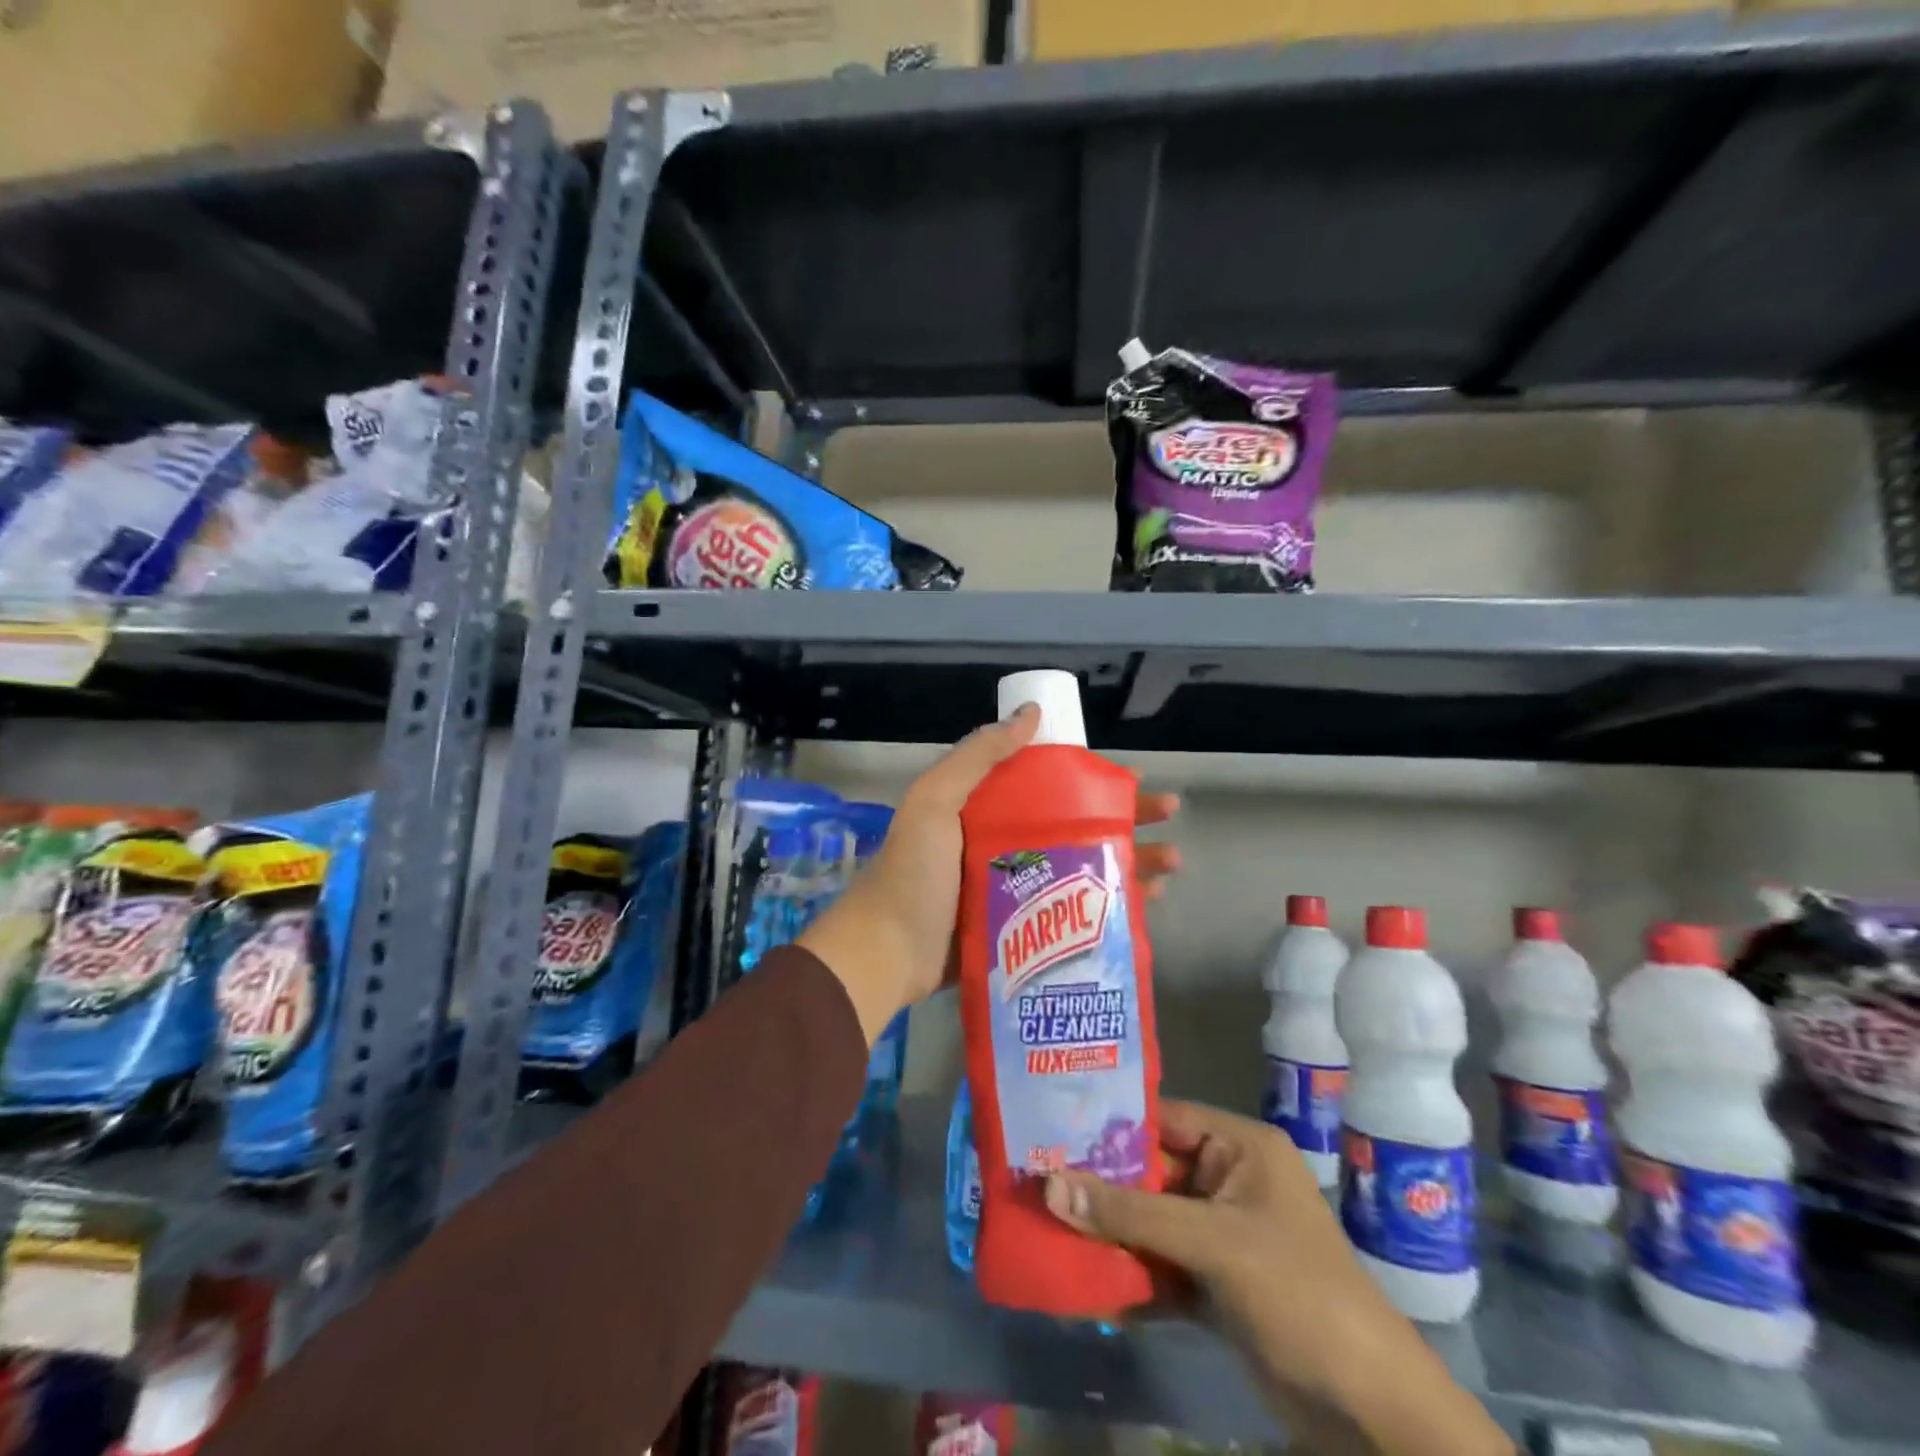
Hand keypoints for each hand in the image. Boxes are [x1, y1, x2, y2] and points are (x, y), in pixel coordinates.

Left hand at [797, 706, 1179, 1045]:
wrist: (886, 954)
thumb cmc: (914, 875)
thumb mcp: (935, 802)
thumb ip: (977, 757)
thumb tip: (1030, 714)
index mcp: (985, 811)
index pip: (1050, 786)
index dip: (1091, 779)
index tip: (1131, 776)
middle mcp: (1005, 846)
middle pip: (1076, 826)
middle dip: (1125, 819)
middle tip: (1168, 815)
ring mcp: (1017, 892)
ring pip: (1083, 868)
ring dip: (1128, 862)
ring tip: (1172, 863)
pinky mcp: (1024, 933)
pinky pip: (1073, 912)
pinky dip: (1109, 905)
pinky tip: (1147, 904)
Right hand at [1043, 1102, 1511, 1455]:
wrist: (1370, 1412)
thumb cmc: (1297, 1294)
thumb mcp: (1211, 1242)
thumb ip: (1129, 1212)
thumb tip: (1048, 1185)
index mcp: (1240, 1147)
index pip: (1162, 1118)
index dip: (1109, 1124)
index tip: (1051, 1128)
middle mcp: (1229, 1180)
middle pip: (1150, 1171)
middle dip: (1100, 1183)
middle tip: (1037, 1179)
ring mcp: (1222, 1234)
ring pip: (1150, 1219)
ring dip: (1108, 1229)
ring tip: (1046, 1225)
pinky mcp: (1216, 1283)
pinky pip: (1160, 1262)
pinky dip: (1128, 1271)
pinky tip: (1082, 1278)